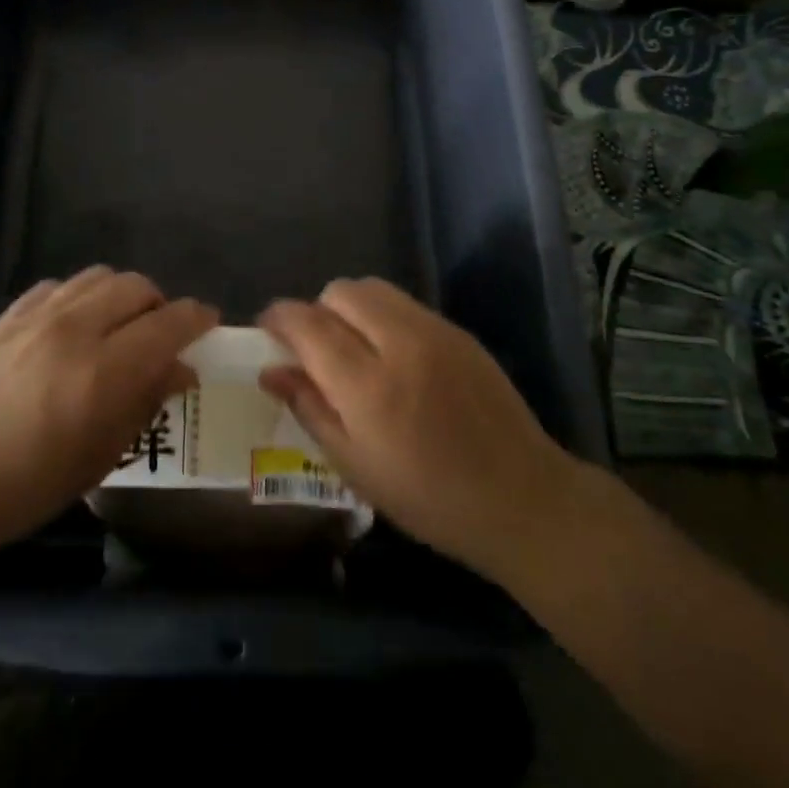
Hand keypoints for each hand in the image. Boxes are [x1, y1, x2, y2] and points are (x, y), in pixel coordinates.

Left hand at [0, 267, 216, 570]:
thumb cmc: (20, 489)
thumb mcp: (97, 459)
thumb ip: (144, 405)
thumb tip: (180, 371)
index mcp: (103, 372)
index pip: (170, 322)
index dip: (197, 318)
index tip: (209, 326)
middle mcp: (75, 329)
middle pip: (137, 287)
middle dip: (160, 306)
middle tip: (161, 338)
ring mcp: (37, 316)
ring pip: (100, 276)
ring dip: (121, 296)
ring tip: (118, 329)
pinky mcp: (7, 315)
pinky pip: (60, 286)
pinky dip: (81, 297)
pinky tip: (72, 328)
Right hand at [258, 278, 580, 585]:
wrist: (522, 498)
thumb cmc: (429, 498)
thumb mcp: (355, 467)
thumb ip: (310, 408)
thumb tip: (272, 371)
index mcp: (368, 385)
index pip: (307, 324)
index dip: (278, 318)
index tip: (266, 329)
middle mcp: (399, 343)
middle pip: (340, 292)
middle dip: (316, 310)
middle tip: (314, 348)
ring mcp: (433, 331)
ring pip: (372, 289)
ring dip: (349, 308)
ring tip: (352, 348)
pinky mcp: (457, 331)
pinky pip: (404, 304)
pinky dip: (382, 316)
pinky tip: (391, 355)